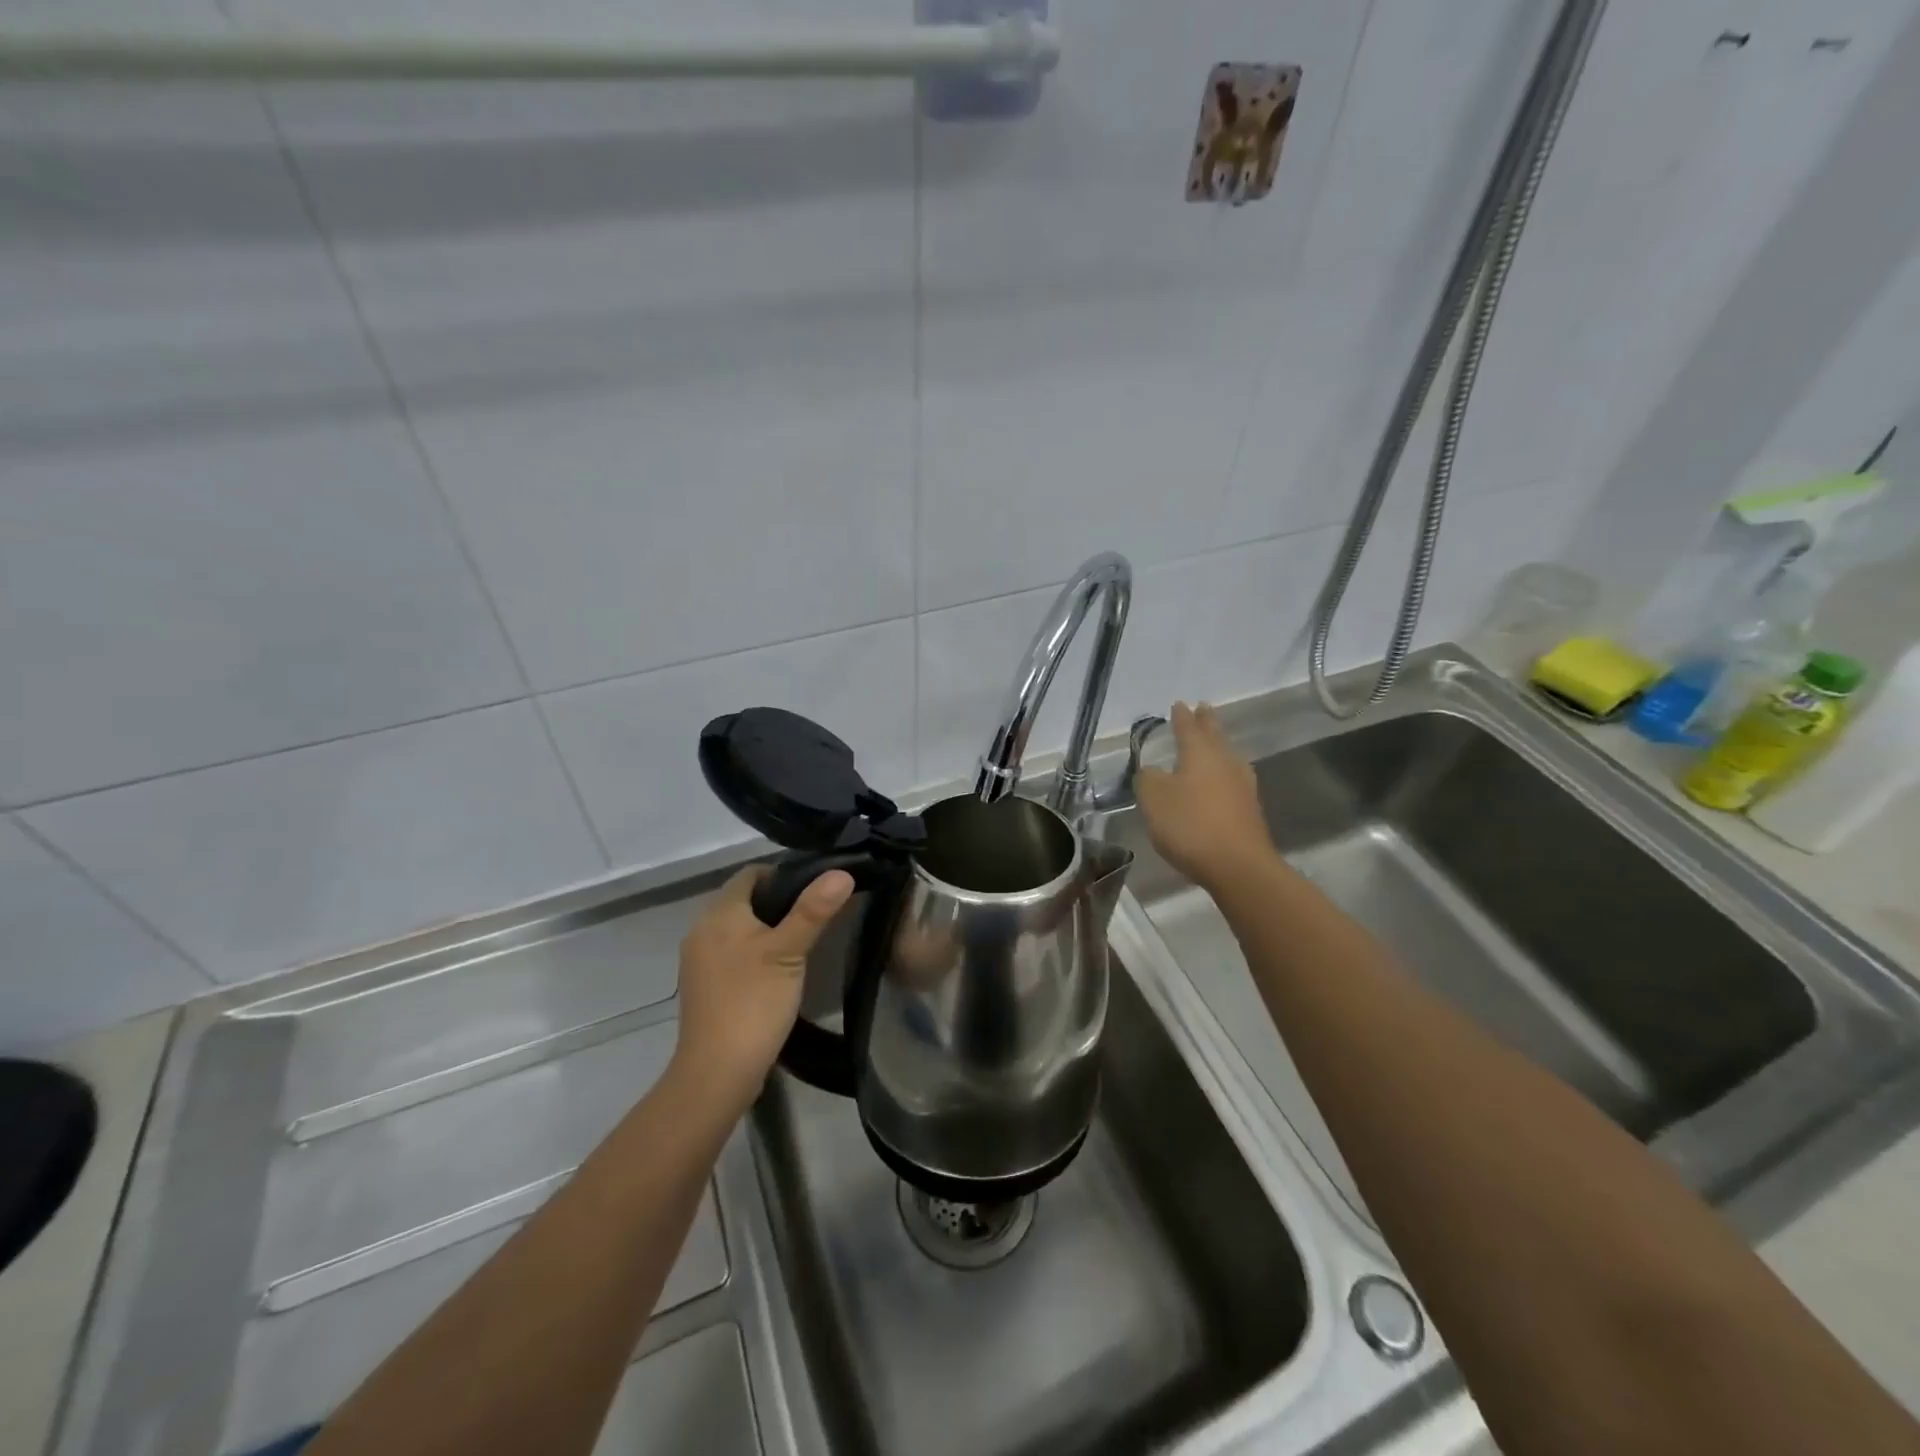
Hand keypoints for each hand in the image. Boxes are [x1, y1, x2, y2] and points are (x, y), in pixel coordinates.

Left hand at [673, 865, 853, 1104]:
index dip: (784, 873)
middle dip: (779, 901)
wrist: (717, 1073)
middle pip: (744, 899)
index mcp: (719, 914)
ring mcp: (700, 960)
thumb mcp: (789, 952)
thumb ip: (813, 910)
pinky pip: (733, 953)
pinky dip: (756, 951)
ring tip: (804, 939)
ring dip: (768, 928)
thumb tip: (841, 872)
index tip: (817, 887)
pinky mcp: (705, 986)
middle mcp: (702, 930)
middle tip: (817, 913)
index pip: (751, 873)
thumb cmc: (753, 1002)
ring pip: (739, 928)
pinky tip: (780, 969)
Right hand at [1135, 702, 1276, 889]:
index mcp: (1200, 753)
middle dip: (1206, 722)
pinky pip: (1232, 779)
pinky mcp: (1249, 809)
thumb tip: (1152, 770)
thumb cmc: (1190, 824)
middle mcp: (1224, 762)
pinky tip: (1219, 780)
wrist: (1237, 865)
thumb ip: (1148, 778)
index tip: (1178, 704)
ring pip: (1227, 756)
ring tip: (1213, 742)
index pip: (1188, 727)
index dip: (1181, 716)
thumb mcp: (1153, 798)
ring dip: (1218, 746)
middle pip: (1215, 736)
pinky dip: (1222, 773)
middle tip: (1203, 708)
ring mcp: (1242, 785)